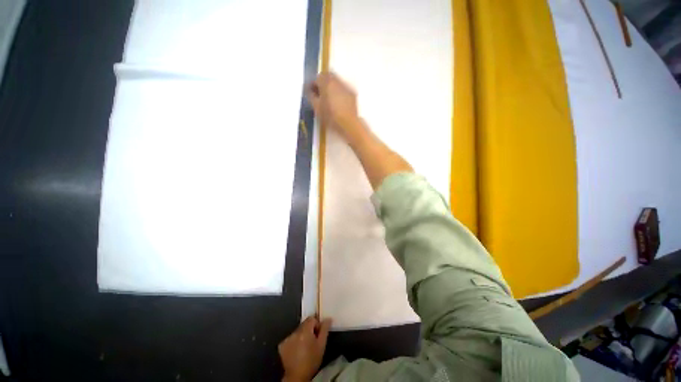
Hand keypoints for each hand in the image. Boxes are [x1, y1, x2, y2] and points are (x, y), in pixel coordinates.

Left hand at [278, 316, 331, 381]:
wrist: (298, 373)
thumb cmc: (313, 360)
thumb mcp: (322, 346)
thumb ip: (324, 330)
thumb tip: (327, 319)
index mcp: (304, 332)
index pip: (310, 319)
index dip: (317, 324)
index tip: (319, 333)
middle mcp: (293, 333)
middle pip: (303, 326)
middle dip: (309, 331)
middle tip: (314, 342)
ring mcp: (286, 339)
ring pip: (296, 333)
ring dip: (301, 337)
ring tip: (305, 349)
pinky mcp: (281, 345)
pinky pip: (290, 340)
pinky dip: (294, 343)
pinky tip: (298, 352)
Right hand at [306, 72, 364, 143]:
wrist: (349, 124)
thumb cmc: (330, 116)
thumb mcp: (316, 107)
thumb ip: (311, 95)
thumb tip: (309, 90)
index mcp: (327, 83)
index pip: (318, 77)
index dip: (313, 83)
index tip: (311, 91)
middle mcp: (337, 81)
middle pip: (328, 76)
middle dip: (322, 81)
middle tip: (319, 92)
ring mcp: (346, 86)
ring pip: (336, 81)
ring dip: (330, 85)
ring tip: (327, 97)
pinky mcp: (352, 93)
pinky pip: (343, 87)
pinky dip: (338, 90)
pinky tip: (336, 100)